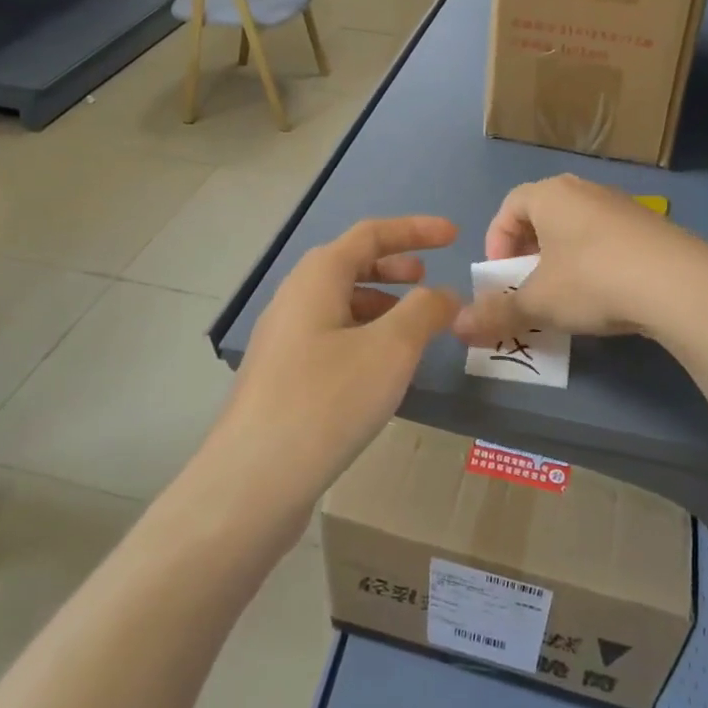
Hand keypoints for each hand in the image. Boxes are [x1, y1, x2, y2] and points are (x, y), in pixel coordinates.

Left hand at [202, 216, 461, 536]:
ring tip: (413, 328)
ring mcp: (284, 340)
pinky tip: (382, 371)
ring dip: (381, 305)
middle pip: (350, 265)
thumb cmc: (327, 400)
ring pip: (340, 305)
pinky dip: (365, 337)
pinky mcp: (283, 377)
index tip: (454, 235)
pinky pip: (331, 338)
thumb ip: (424, 311)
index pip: (371, 234)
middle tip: (428, 279)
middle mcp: (295, 299)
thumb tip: (444, 294)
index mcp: (317, 277)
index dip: (415, 229)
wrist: (254, 479)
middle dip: (394, 266)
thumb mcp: (390, 349)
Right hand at [453, 174, 706, 345]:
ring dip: (562, 258)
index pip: (509, 206)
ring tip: (566, 294)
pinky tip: (606, 294)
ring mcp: (622, 205)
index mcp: (550, 195)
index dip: (496, 240)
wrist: (679, 284)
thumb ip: (496, 313)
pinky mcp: (652, 227)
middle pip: (543, 215)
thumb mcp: (538, 302)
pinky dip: (596, 262)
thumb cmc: (592, 281)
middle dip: (528, 252)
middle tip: (528, 286)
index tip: (500, 276)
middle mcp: (585, 190)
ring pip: (577, 228)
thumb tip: (457, 327)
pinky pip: (608, 239)